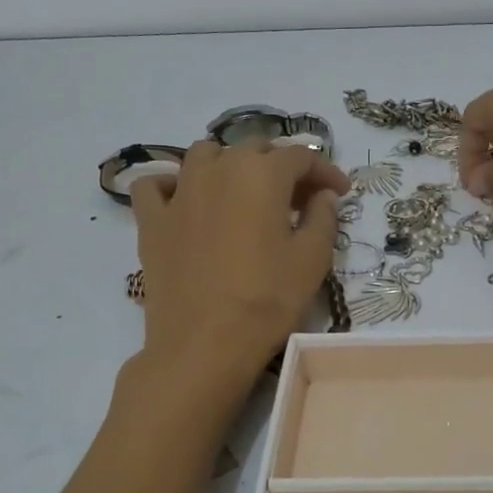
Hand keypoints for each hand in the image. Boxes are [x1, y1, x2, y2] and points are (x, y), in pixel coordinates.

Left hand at [132, 141, 349, 382]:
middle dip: (282, 167)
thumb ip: (323, 218)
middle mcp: (219, 168)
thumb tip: (322, 196)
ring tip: (245, 192)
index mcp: (263, 173)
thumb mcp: (313, 259)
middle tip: (299, 199)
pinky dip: (173, 185)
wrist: (204, 344)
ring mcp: (179, 192)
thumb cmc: (267, 299)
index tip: (340, 192)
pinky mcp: (152, 220)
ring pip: (205, 155)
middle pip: (255, 149)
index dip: (325, 171)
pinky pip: (156, 185)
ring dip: (230, 164)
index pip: (301, 156)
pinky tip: (186, 201)